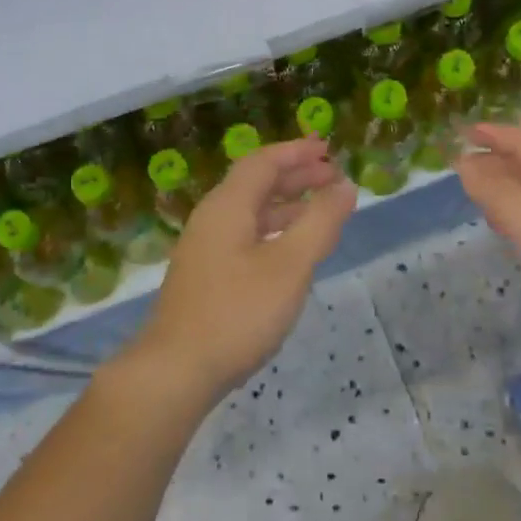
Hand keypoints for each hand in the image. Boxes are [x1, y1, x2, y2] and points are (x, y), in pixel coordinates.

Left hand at [125, 136, 355, 403]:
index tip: (328, 149)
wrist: (175, 371)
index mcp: (227, 206)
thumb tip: (345, 186)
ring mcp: (205, 249)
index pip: (263, 162)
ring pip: (251, 212)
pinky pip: (245, 236)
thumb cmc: (237, 312)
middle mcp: (212, 219)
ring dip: (286, 204)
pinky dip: (274, 231)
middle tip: (332, 176)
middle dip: (295, 176)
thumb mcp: (289, 265)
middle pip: (255, 183)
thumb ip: (320, 222)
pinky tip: (291, 251)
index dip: (297, 152)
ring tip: (321, 210)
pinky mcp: (206, 276)